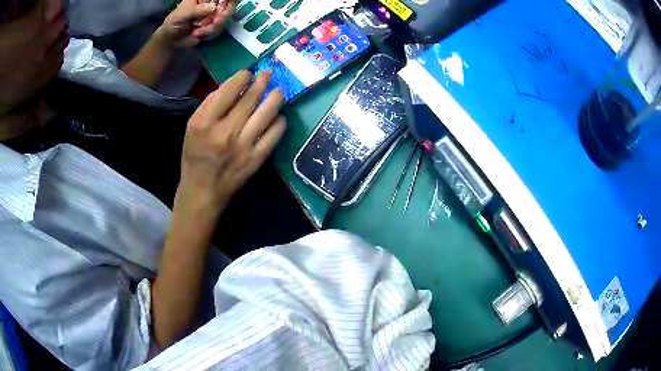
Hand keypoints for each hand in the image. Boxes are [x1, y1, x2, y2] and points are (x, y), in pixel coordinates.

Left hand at [157, 0, 235, 48]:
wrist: (172, 40)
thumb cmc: (174, 23)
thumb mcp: (182, 15)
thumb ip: (197, 10)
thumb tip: (213, 8)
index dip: (226, 0)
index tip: (225, 6)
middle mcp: (211, 2)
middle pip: (228, 4)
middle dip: (223, 14)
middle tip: (215, 22)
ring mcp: (214, 13)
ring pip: (225, 17)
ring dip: (214, 26)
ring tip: (198, 32)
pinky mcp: (214, 25)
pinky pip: (220, 27)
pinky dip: (210, 33)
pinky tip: (198, 34)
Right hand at [176, 70, 285, 216]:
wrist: (204, 189)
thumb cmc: (195, 155)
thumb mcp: (192, 127)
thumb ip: (209, 105)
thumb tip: (232, 86)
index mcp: (206, 122)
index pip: (229, 90)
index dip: (243, 77)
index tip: (248, 74)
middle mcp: (226, 131)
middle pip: (251, 98)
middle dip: (263, 81)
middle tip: (269, 73)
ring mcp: (244, 146)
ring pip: (267, 113)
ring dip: (276, 97)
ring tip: (278, 91)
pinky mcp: (257, 158)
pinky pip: (274, 135)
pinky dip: (279, 122)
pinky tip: (278, 116)